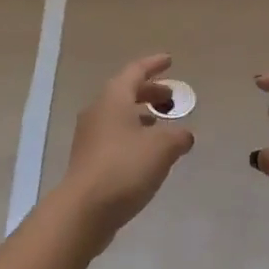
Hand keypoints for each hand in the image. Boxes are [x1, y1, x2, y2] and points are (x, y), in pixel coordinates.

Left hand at [58, 55, 195, 248]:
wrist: (84, 208)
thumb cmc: (124, 168)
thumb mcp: (161, 148)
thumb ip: (178, 136)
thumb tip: (184, 135)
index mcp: (113, 98)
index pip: (135, 71)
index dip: (153, 65)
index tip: (169, 60)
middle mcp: (98, 110)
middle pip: (126, 92)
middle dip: (150, 92)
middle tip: (172, 97)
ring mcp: (90, 135)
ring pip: (119, 114)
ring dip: (141, 114)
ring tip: (162, 123)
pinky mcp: (89, 158)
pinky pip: (115, 134)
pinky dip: (133, 133)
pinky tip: (146, 151)